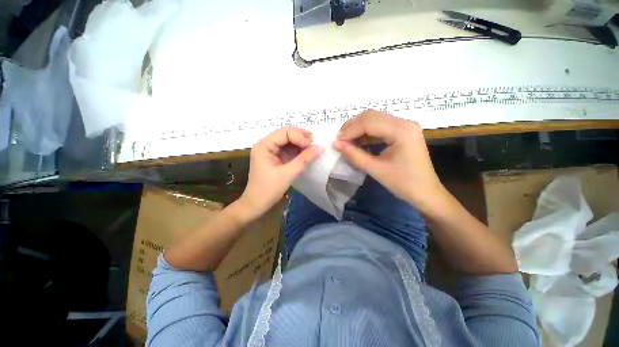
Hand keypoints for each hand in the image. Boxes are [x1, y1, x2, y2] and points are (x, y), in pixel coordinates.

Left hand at [239, 127, 322, 219]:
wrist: (256, 204)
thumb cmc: (269, 189)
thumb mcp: (288, 173)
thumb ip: (304, 159)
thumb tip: (320, 147)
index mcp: (264, 145)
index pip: (285, 132)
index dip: (300, 137)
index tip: (312, 146)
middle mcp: (266, 144)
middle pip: (286, 134)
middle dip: (301, 137)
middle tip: (314, 144)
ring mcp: (270, 150)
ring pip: (288, 141)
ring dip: (300, 143)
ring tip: (312, 149)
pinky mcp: (274, 157)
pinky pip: (287, 149)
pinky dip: (297, 150)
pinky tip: (305, 154)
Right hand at [333, 110, 448, 214]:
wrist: (426, 193)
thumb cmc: (403, 183)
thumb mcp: (376, 169)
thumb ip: (354, 155)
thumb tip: (335, 144)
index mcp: (402, 130)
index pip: (369, 122)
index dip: (350, 131)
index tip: (336, 141)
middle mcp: (404, 122)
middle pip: (371, 116)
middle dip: (352, 127)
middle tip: (339, 140)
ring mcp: (404, 126)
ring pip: (375, 120)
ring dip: (358, 129)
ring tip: (346, 141)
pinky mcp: (402, 132)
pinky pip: (380, 127)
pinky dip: (366, 133)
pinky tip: (357, 142)